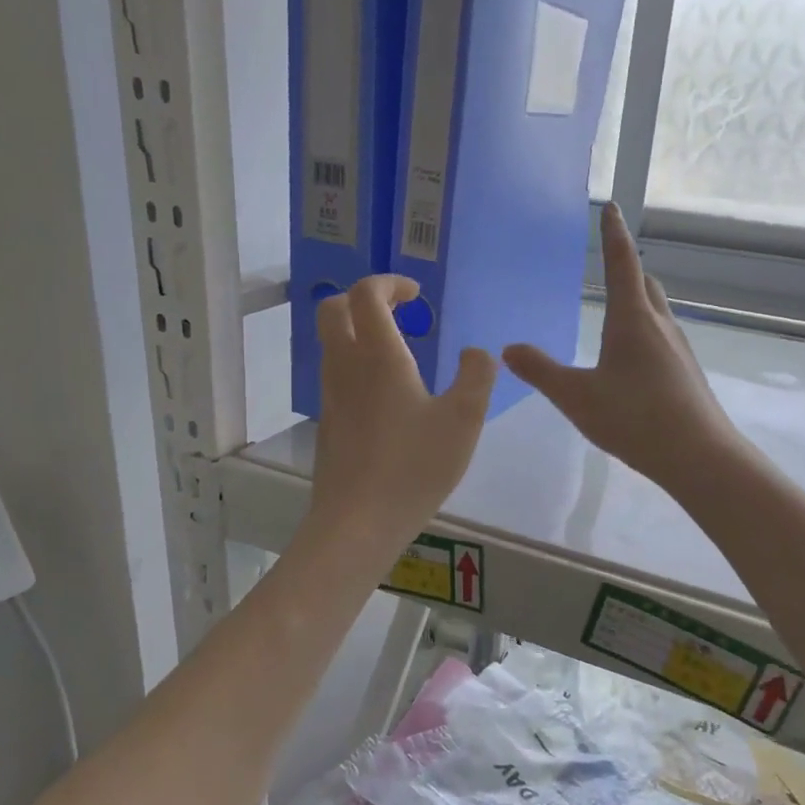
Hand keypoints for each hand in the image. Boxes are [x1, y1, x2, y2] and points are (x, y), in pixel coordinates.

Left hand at [308, 275, 495, 554]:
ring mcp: (330, 396)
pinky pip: (336, 375)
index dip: (389, 282)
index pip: (366, 293)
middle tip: (398, 313)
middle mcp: (345, 366)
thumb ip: (476, 377)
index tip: (416, 294)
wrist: (358, 521)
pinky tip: (389, 397)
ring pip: (331, 344)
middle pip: (332, 309)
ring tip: (399, 354)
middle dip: (362, 299)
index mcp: (377, 355)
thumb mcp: (463, 419)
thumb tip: (475, 353)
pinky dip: (356, 364)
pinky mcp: (327, 423)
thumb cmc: (415, 465)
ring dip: (358, 332)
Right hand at [503, 205, 739, 496]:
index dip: (614, 234)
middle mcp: (660, 325)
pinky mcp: (686, 372)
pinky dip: (645, 331)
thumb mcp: (577, 397)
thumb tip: (508, 349)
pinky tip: (632, 360)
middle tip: (609, 264)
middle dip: (627, 267)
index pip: (622, 262)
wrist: (699, 456)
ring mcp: (678, 348)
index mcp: (632, 319)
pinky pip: (662, 337)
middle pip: (645, 283)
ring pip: (657, 310)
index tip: (612, 206)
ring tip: (615, 312)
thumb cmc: (635, 419)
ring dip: (637, 301)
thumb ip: (541, 372)